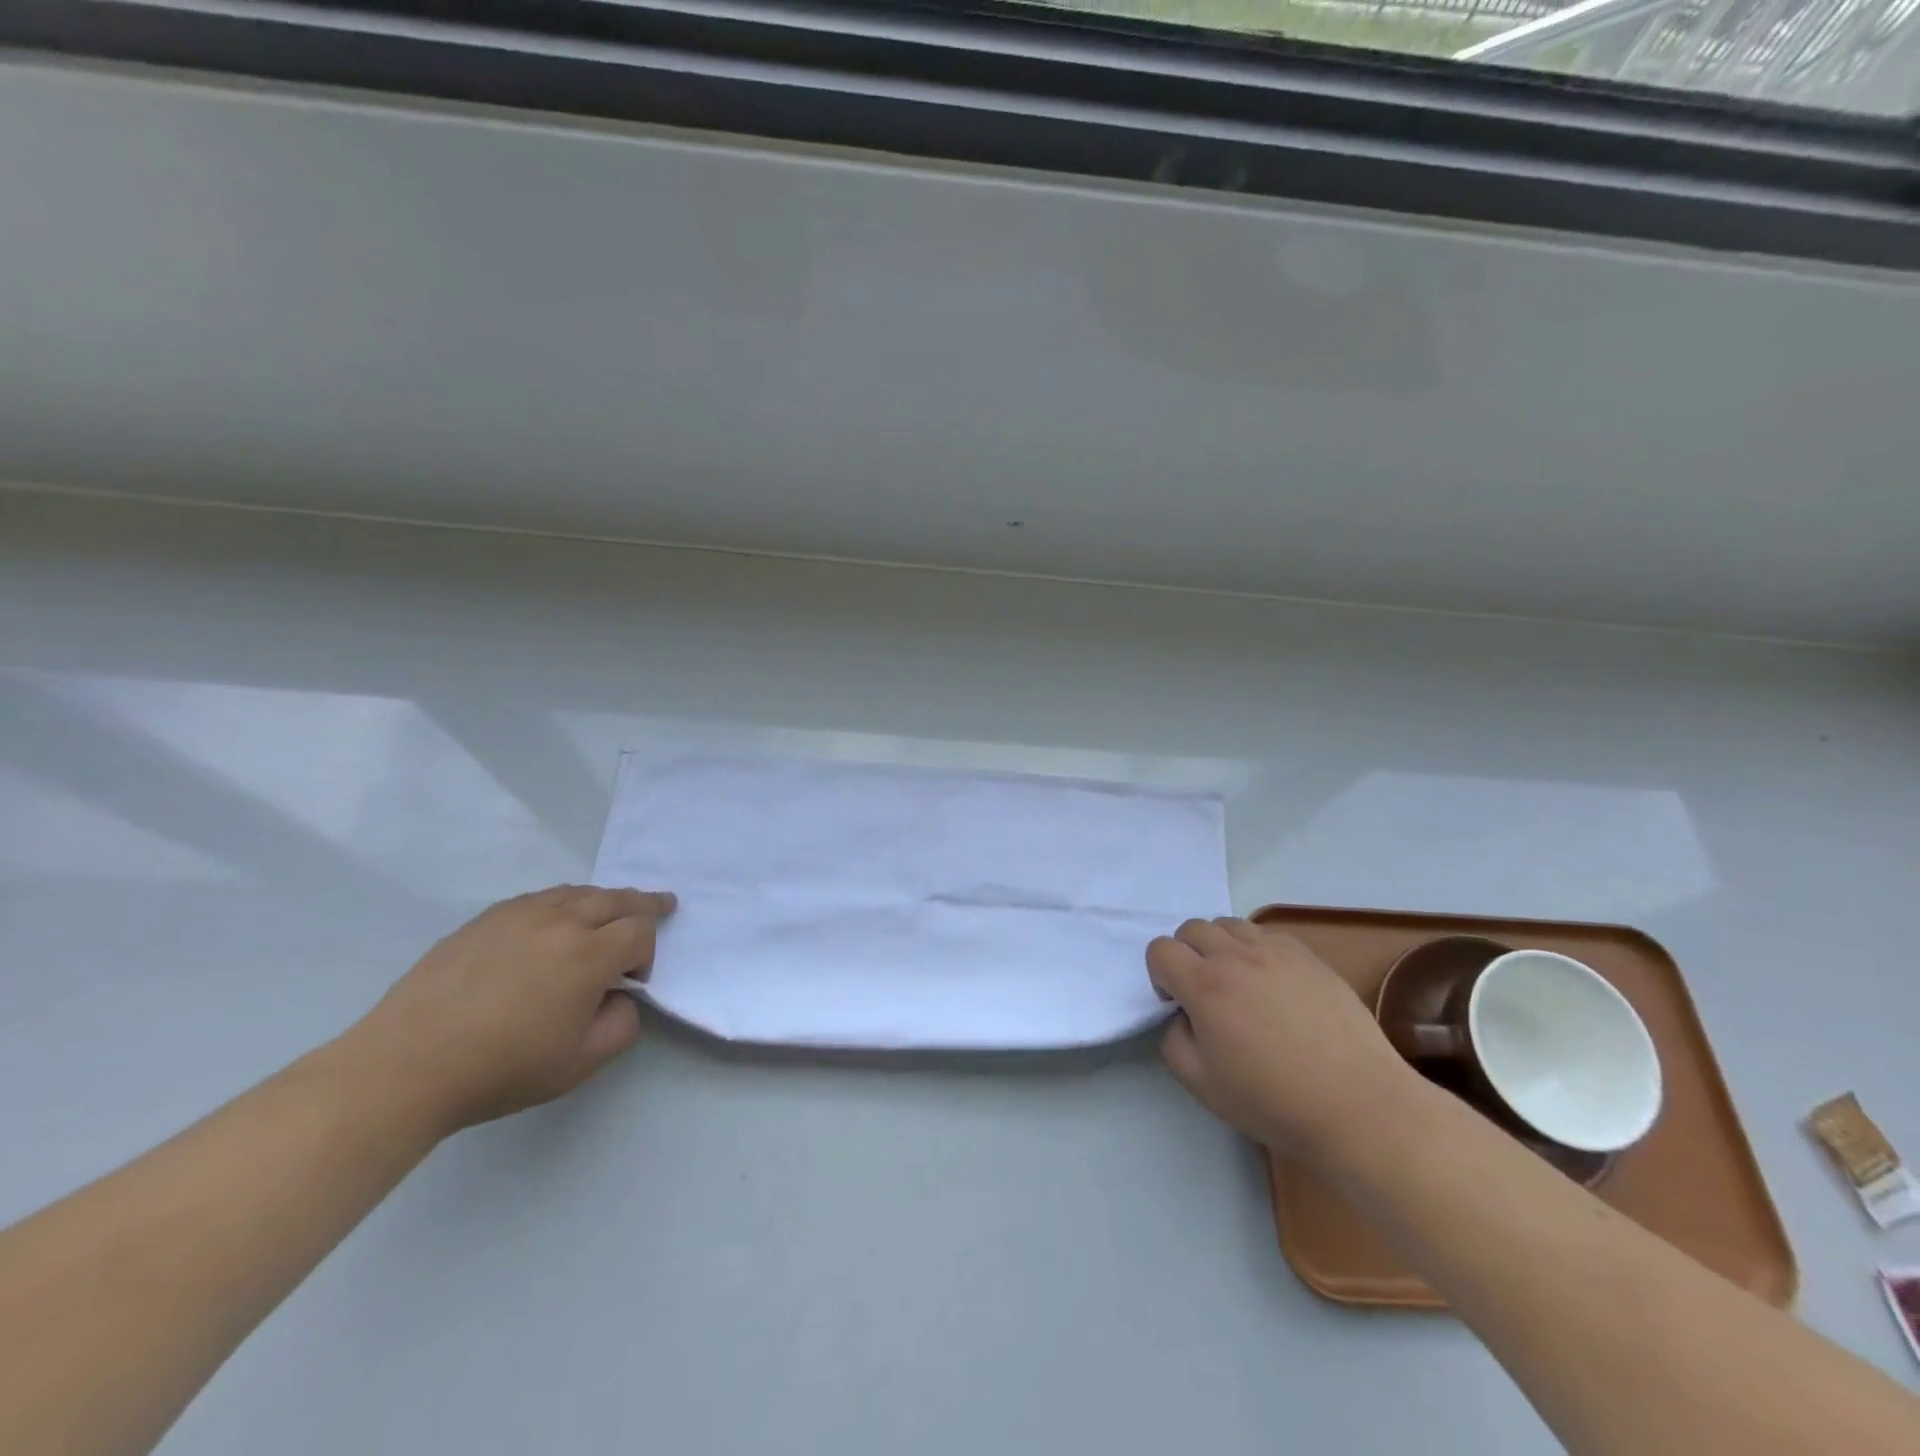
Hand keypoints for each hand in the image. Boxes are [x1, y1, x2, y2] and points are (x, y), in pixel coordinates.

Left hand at [345, 885, 675, 1136]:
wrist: (407, 1065)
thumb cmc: (502, 1067)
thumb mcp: (580, 1063)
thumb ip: (622, 1026)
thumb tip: (622, 997)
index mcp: (589, 954)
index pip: (640, 931)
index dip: (647, 953)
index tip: (633, 983)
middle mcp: (560, 921)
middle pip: (616, 898)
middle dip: (644, 903)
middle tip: (663, 903)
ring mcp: (519, 915)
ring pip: (577, 892)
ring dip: (604, 898)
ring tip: (613, 907)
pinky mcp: (485, 920)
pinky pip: (539, 898)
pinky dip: (563, 901)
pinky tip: (557, 918)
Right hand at [1148, 918, 1421, 1159]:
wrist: (1357, 1105)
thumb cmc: (1272, 1100)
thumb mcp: (1200, 1084)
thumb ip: (1173, 1040)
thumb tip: (1181, 1015)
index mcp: (1204, 985)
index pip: (1160, 949)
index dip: (1160, 975)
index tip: (1178, 1005)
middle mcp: (1236, 956)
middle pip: (1192, 929)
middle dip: (1186, 955)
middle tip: (1205, 993)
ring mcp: (1275, 951)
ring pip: (1229, 925)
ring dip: (1221, 947)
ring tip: (1239, 984)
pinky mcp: (1308, 956)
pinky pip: (1266, 934)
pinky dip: (1256, 950)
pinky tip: (1273, 985)